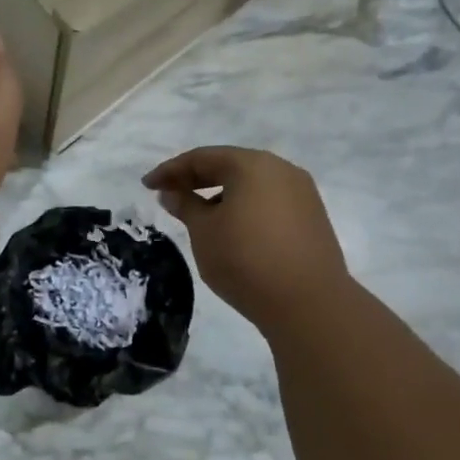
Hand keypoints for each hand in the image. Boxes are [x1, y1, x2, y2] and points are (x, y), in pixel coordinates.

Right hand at [143, 147, 348, 334]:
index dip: (170, 170)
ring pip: (251, 184)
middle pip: (230, 166)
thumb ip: (186, 206)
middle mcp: (281, 170)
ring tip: (197, 213)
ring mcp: (302, 193)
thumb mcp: (204, 232)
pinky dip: (244, 206)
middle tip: (168, 194)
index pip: (202, 158)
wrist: (308, 302)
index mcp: (252, 165)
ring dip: (220, 193)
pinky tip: (230, 226)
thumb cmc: (245, 260)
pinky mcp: (312, 217)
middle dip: (196, 179)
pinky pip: (268, 201)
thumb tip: (172, 193)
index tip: (147, 185)